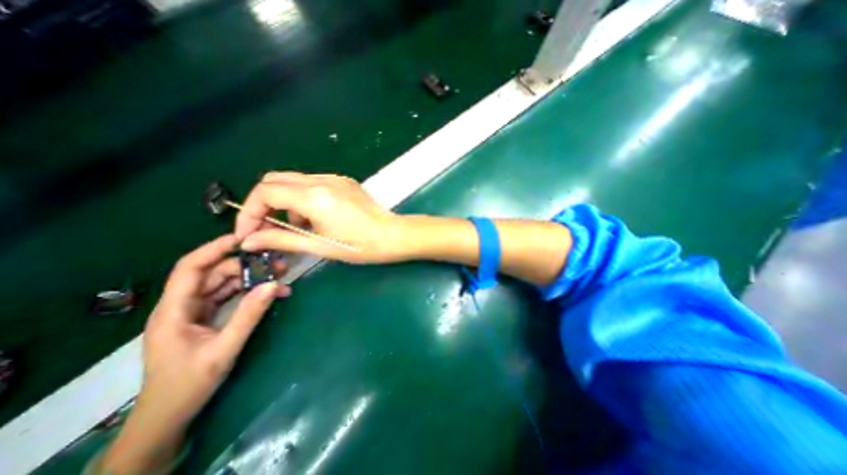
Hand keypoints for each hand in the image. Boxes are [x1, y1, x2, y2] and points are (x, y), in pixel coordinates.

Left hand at [97, 236, 289, 473]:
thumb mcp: (224, 349)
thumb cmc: (189, 384)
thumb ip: (249, 315)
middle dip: (246, 265)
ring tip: (279, 276)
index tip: (245, 238)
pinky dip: (249, 292)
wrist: (170, 416)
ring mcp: (195, 312)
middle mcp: (183, 305)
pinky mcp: (207, 318)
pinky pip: (230, 297)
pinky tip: (270, 292)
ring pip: (225, 284)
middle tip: (277, 263)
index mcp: (174, 310)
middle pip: (215, 274)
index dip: (215, 248)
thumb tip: (275, 285)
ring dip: (251, 278)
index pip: (190, 268)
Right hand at [235, 172, 408, 264]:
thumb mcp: (319, 245)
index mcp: (314, 196)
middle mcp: (322, 180)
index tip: (249, 233)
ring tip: (299, 228)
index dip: (249, 212)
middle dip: (265, 204)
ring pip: (294, 181)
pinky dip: (303, 199)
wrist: (393, 236)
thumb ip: (281, 240)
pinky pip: (313, 184)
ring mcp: (335, 178)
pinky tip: (316, 218)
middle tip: (269, 228)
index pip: (265, 191)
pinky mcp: (344, 181)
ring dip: (286, 202)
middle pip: (275, 180)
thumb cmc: (360, 245)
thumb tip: (249, 241)